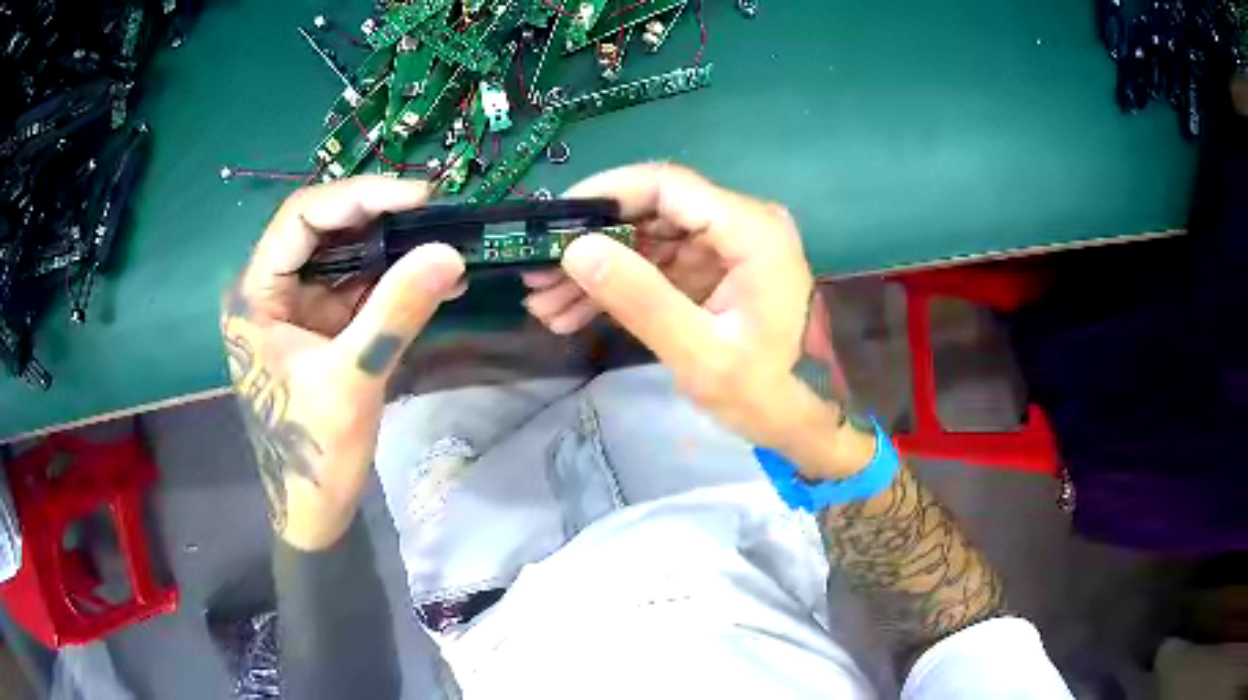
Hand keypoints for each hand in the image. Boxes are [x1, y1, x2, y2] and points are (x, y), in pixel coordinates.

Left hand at [221, 176, 464, 549]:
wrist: (312, 511)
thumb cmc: (314, 453)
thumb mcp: (353, 379)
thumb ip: (396, 311)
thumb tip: (451, 252)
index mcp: (255, 295)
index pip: (302, 218)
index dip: (359, 196)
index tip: (418, 196)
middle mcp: (269, 290)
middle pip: (322, 229)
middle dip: (378, 216)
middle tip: (436, 212)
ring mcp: (294, 309)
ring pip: (341, 256)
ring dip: (390, 247)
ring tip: (442, 239)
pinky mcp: (318, 328)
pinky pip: (355, 288)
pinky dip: (391, 281)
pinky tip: (432, 278)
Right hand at [532, 163, 874, 478]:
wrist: (797, 418)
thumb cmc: (762, 393)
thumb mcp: (699, 354)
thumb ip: (640, 298)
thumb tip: (575, 249)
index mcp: (753, 232)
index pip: (668, 185)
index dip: (605, 193)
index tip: (553, 220)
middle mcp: (742, 224)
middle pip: (652, 210)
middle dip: (591, 241)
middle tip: (539, 275)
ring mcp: (726, 245)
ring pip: (647, 238)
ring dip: (597, 269)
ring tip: (546, 305)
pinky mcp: (713, 267)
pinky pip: (656, 263)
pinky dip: (618, 285)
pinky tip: (574, 313)